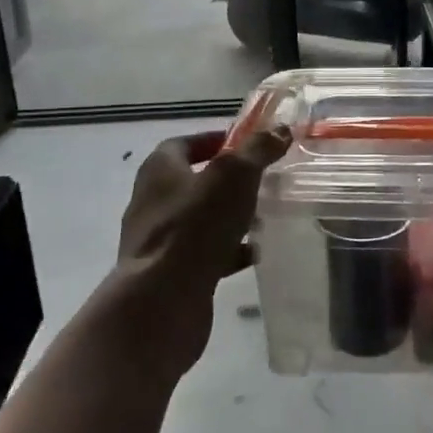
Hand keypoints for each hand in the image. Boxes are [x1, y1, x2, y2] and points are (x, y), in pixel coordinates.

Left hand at [107, 126, 290, 377]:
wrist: (162, 302)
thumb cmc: (196, 226)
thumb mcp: (235, 176)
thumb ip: (257, 150)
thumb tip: (279, 129)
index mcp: (160, 171)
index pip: (184, 144)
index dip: (215, 140)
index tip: (247, 145)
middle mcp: (153, 202)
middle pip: (194, 182)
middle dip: (228, 182)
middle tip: (262, 181)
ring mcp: (159, 241)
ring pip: (200, 220)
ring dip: (230, 217)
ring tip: (264, 218)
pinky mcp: (169, 274)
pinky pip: (204, 253)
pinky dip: (229, 251)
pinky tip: (254, 254)